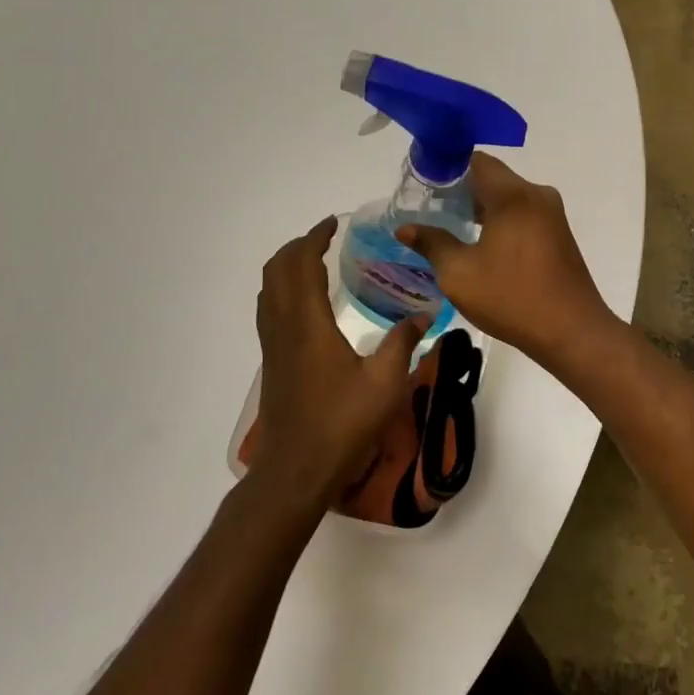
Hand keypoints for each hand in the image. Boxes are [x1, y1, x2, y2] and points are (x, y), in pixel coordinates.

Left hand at [250, 217, 429, 512]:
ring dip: (287, 266)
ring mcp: (273, 345)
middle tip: (326, 237)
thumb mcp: (385, 383)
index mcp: (308, 324)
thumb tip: (426, 314)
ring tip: (315, 260)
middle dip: (299, 246)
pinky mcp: (272, 362)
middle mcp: (284, 327)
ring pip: (268, 289)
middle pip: (277, 270)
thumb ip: (404, 342)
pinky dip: (283, 288)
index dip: (315, 238)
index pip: (302, 265)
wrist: (295, 472)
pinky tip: (307, 303)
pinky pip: (269, 309)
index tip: (334, 223)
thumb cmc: (341, 425)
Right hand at [396, 153, 620, 368]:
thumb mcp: (459, 274)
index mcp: (513, 195)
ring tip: (451, 228)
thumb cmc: (511, 298)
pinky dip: (501, 219)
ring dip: (481, 207)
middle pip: (493, 177)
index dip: (447, 168)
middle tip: (430, 209)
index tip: (424, 186)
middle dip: (461, 190)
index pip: (476, 161)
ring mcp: (552, 214)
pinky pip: (523, 213)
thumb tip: (406, 228)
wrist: (572, 331)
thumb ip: (432, 244)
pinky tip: (482, 244)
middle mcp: (536, 195)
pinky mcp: (558, 233)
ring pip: (508, 197)